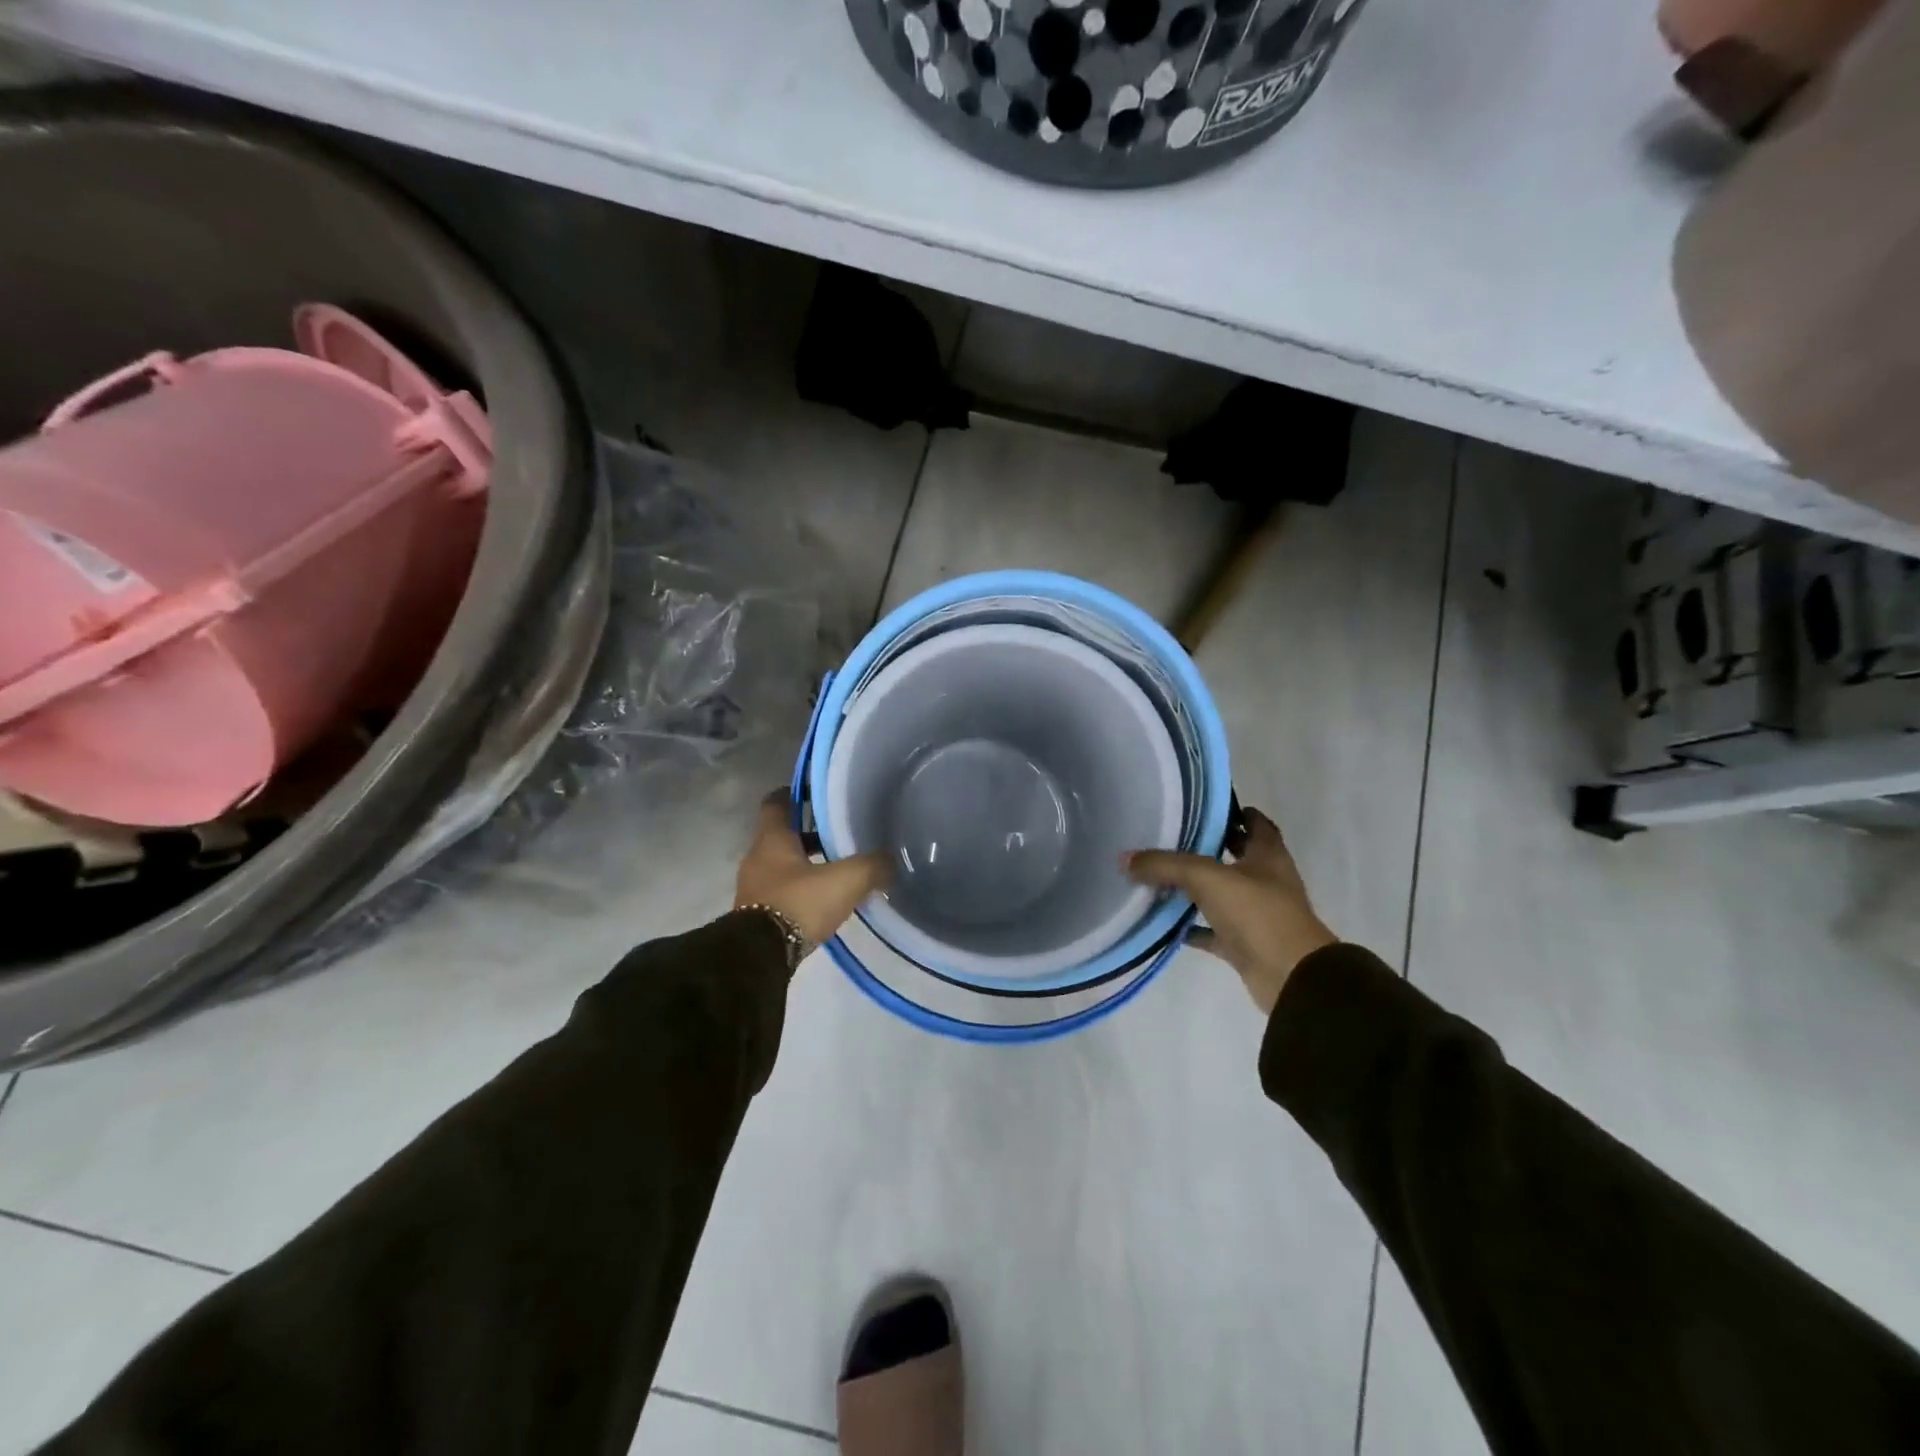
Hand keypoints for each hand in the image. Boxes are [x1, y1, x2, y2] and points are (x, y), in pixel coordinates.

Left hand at [735, 793, 891, 946]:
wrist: (760, 956)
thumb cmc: (799, 903)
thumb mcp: (845, 880)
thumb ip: (872, 866)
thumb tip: (892, 861)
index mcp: (772, 839)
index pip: (777, 803)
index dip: (796, 795)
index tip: (818, 795)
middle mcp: (758, 857)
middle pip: (783, 835)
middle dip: (809, 833)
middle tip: (840, 834)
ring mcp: (754, 887)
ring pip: (783, 865)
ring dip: (806, 864)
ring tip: (837, 870)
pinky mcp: (756, 914)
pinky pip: (781, 891)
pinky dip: (800, 889)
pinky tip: (824, 899)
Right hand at [1126, 808, 1336, 1015]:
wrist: (1291, 977)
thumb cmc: (1258, 913)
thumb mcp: (1207, 878)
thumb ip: (1165, 865)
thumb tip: (1124, 858)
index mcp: (1268, 855)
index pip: (1255, 823)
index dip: (1233, 812)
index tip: (1201, 806)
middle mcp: (1266, 880)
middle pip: (1236, 856)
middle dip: (1208, 847)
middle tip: (1170, 837)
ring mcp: (1257, 914)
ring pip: (1221, 894)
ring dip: (1196, 888)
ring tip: (1159, 876)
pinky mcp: (1245, 944)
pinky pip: (1213, 931)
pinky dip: (1192, 927)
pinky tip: (1165, 923)